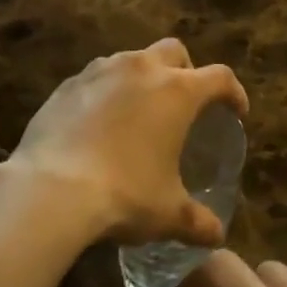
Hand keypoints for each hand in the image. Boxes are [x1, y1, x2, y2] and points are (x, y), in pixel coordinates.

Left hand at [11, 40, 246, 247]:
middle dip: (186, 71)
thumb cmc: (123, 194)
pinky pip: (96, 77)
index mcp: (177, 91)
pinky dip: (106, 92)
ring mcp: (101, 71)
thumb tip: (217, 234)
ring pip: (133, 59)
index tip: (236, 111)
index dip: (233, 92)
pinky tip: (99, 123)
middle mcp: (142, 68)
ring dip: (143, 78)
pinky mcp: (68, 83)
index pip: (220, 77)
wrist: (50, 189)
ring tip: (139, 113)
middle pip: (174, 51)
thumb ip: (198, 221)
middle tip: (184, 103)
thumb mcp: (167, 214)